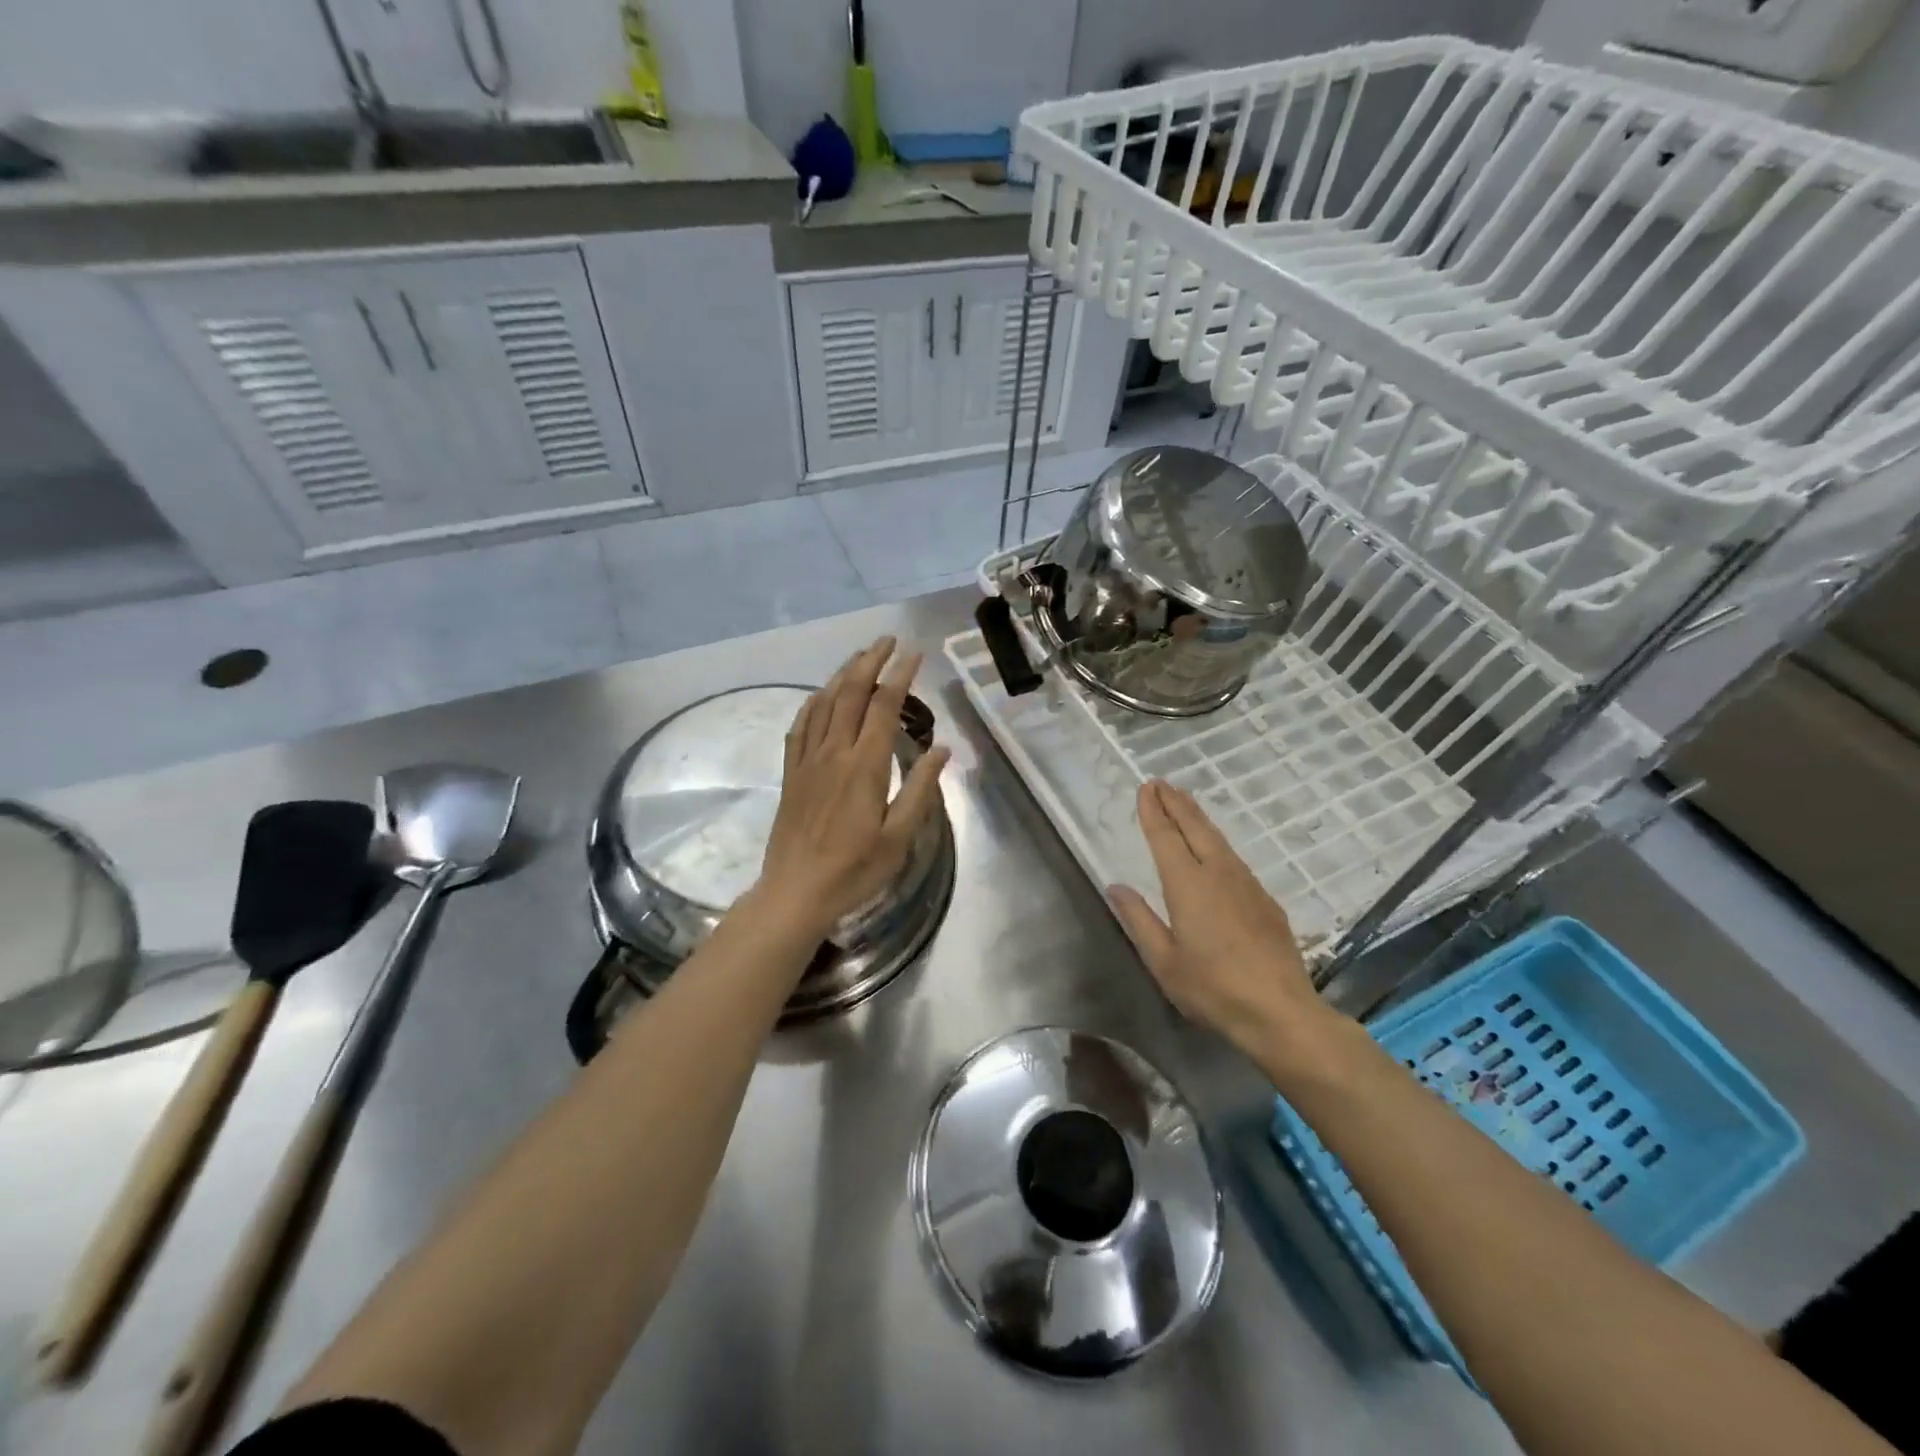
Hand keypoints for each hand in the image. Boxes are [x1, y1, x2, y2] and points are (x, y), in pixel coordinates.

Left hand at [756, 636, 950, 935]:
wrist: (796, 891)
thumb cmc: (855, 869)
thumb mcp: (899, 836)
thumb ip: (921, 789)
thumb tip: (942, 749)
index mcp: (865, 766)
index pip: (884, 706)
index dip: (900, 675)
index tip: (915, 653)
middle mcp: (834, 752)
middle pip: (851, 693)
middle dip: (871, 661)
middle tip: (889, 640)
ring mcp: (808, 760)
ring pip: (824, 702)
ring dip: (843, 673)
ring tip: (861, 656)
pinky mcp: (791, 772)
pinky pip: (801, 724)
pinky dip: (814, 701)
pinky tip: (822, 694)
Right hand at [1108, 781, 1341, 1066]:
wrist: (1281, 1011)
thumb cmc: (1213, 988)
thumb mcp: (1163, 961)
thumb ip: (1139, 920)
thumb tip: (1116, 887)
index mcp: (1188, 885)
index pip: (1166, 837)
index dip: (1154, 811)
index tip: (1145, 788)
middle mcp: (1218, 874)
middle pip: (1195, 828)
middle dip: (1176, 803)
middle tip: (1161, 782)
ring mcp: (1246, 885)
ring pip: (1218, 839)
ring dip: (1198, 817)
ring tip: (1184, 802)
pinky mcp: (1265, 900)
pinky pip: (1234, 858)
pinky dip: (1216, 841)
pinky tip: (1215, 849)